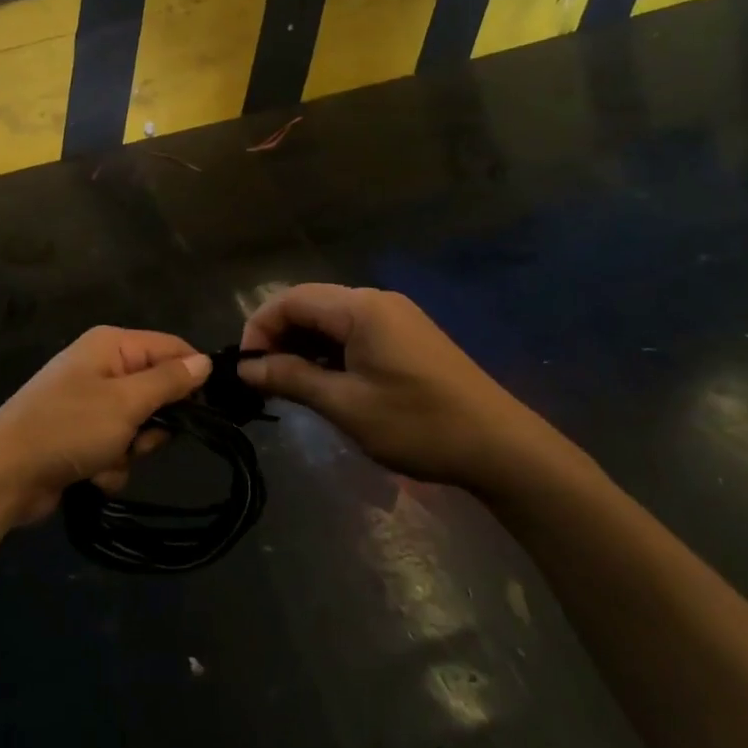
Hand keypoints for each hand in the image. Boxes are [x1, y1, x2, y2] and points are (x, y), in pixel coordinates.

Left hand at [0, 327, 212, 525]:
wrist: (4, 475)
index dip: (192, 376)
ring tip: (106, 458)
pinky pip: (115, 449)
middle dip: (152, 424)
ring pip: (138, 428)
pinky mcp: (79, 437)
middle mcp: (101, 367)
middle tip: (140, 438)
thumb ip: (168, 381)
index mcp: (111, 345)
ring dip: (129, 451)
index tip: (209, 410)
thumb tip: (204, 360)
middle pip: (156, 392)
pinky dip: (109, 466)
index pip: (171, 348)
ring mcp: (88, 404)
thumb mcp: (126, 402)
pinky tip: (89, 475)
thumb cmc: (68, 427)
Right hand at [237, 284, 554, 492]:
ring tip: (289, 385)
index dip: (259, 328)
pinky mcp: (407, 336)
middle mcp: (376, 300)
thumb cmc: (418, 424)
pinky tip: (326, 382)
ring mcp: (395, 316)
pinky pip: (353, 331)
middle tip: (263, 380)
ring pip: (330, 319)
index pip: (290, 299)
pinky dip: (329, 351)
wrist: (502, 448)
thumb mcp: (346, 405)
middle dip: (278, 337)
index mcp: (360, 307)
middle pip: (309, 304)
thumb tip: (245, 367)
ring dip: (303, 346)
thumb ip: (291, 378)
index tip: (246, 369)